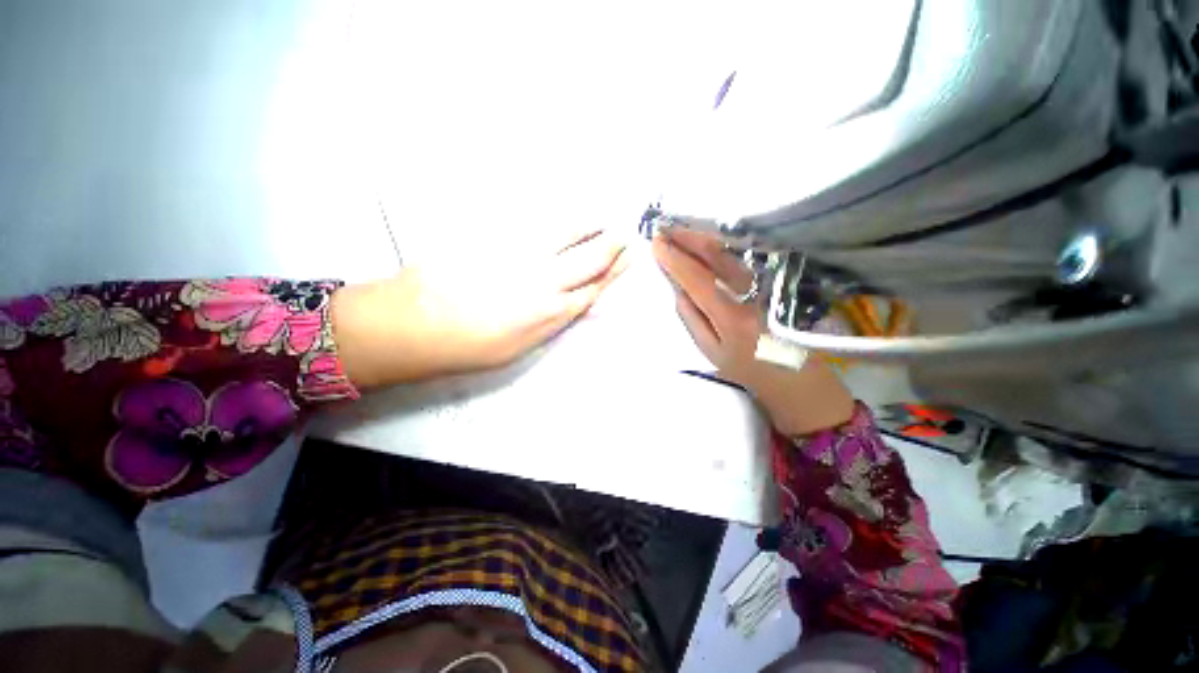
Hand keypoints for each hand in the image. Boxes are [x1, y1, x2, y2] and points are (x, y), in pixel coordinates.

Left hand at [333, 230, 628, 387]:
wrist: (417, 322)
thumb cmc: (470, 346)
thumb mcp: (521, 346)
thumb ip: (551, 321)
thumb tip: (571, 303)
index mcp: (551, 312)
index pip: (594, 288)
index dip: (614, 274)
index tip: (628, 261)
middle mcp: (546, 280)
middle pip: (589, 260)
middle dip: (611, 248)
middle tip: (622, 238)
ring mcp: (524, 255)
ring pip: (568, 236)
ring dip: (589, 229)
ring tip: (598, 223)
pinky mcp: (501, 237)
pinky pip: (539, 225)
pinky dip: (559, 223)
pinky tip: (566, 220)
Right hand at [651, 228, 852, 434]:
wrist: (795, 377)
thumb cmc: (747, 369)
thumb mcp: (710, 350)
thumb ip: (691, 317)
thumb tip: (678, 287)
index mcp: (732, 316)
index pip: (697, 279)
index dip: (675, 259)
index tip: (656, 244)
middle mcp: (752, 293)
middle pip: (716, 256)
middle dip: (688, 239)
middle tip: (665, 228)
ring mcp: (767, 284)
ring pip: (730, 252)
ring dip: (703, 238)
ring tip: (680, 230)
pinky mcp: (773, 280)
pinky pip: (741, 257)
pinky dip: (720, 246)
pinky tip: (705, 241)